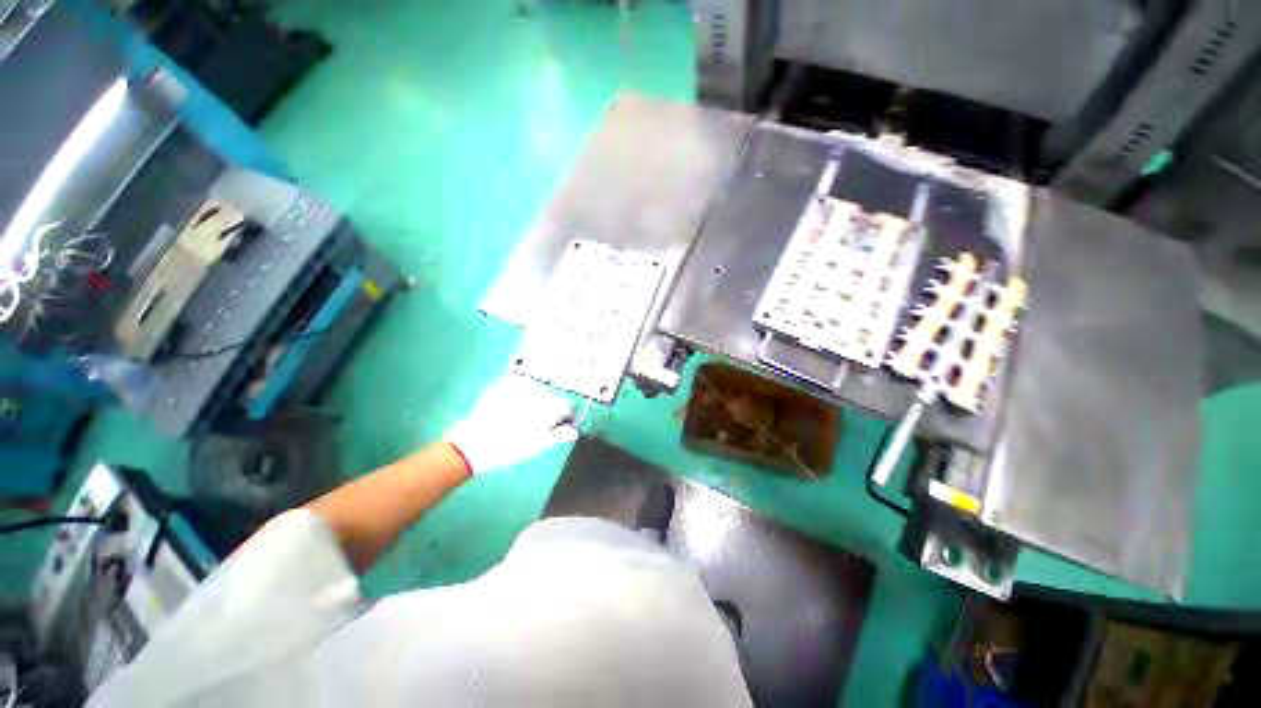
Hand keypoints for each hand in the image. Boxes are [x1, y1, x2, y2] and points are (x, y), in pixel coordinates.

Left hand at [445, 376, 578, 474]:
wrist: (472, 445)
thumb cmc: (508, 448)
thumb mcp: (537, 446)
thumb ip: (559, 435)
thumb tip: (574, 431)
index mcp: (545, 407)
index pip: (565, 406)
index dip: (565, 417)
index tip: (561, 426)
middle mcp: (534, 392)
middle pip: (551, 398)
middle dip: (549, 409)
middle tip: (540, 425)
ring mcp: (517, 387)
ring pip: (536, 392)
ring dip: (536, 402)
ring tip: (524, 419)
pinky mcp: (503, 386)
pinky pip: (520, 388)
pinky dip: (521, 397)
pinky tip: (514, 409)